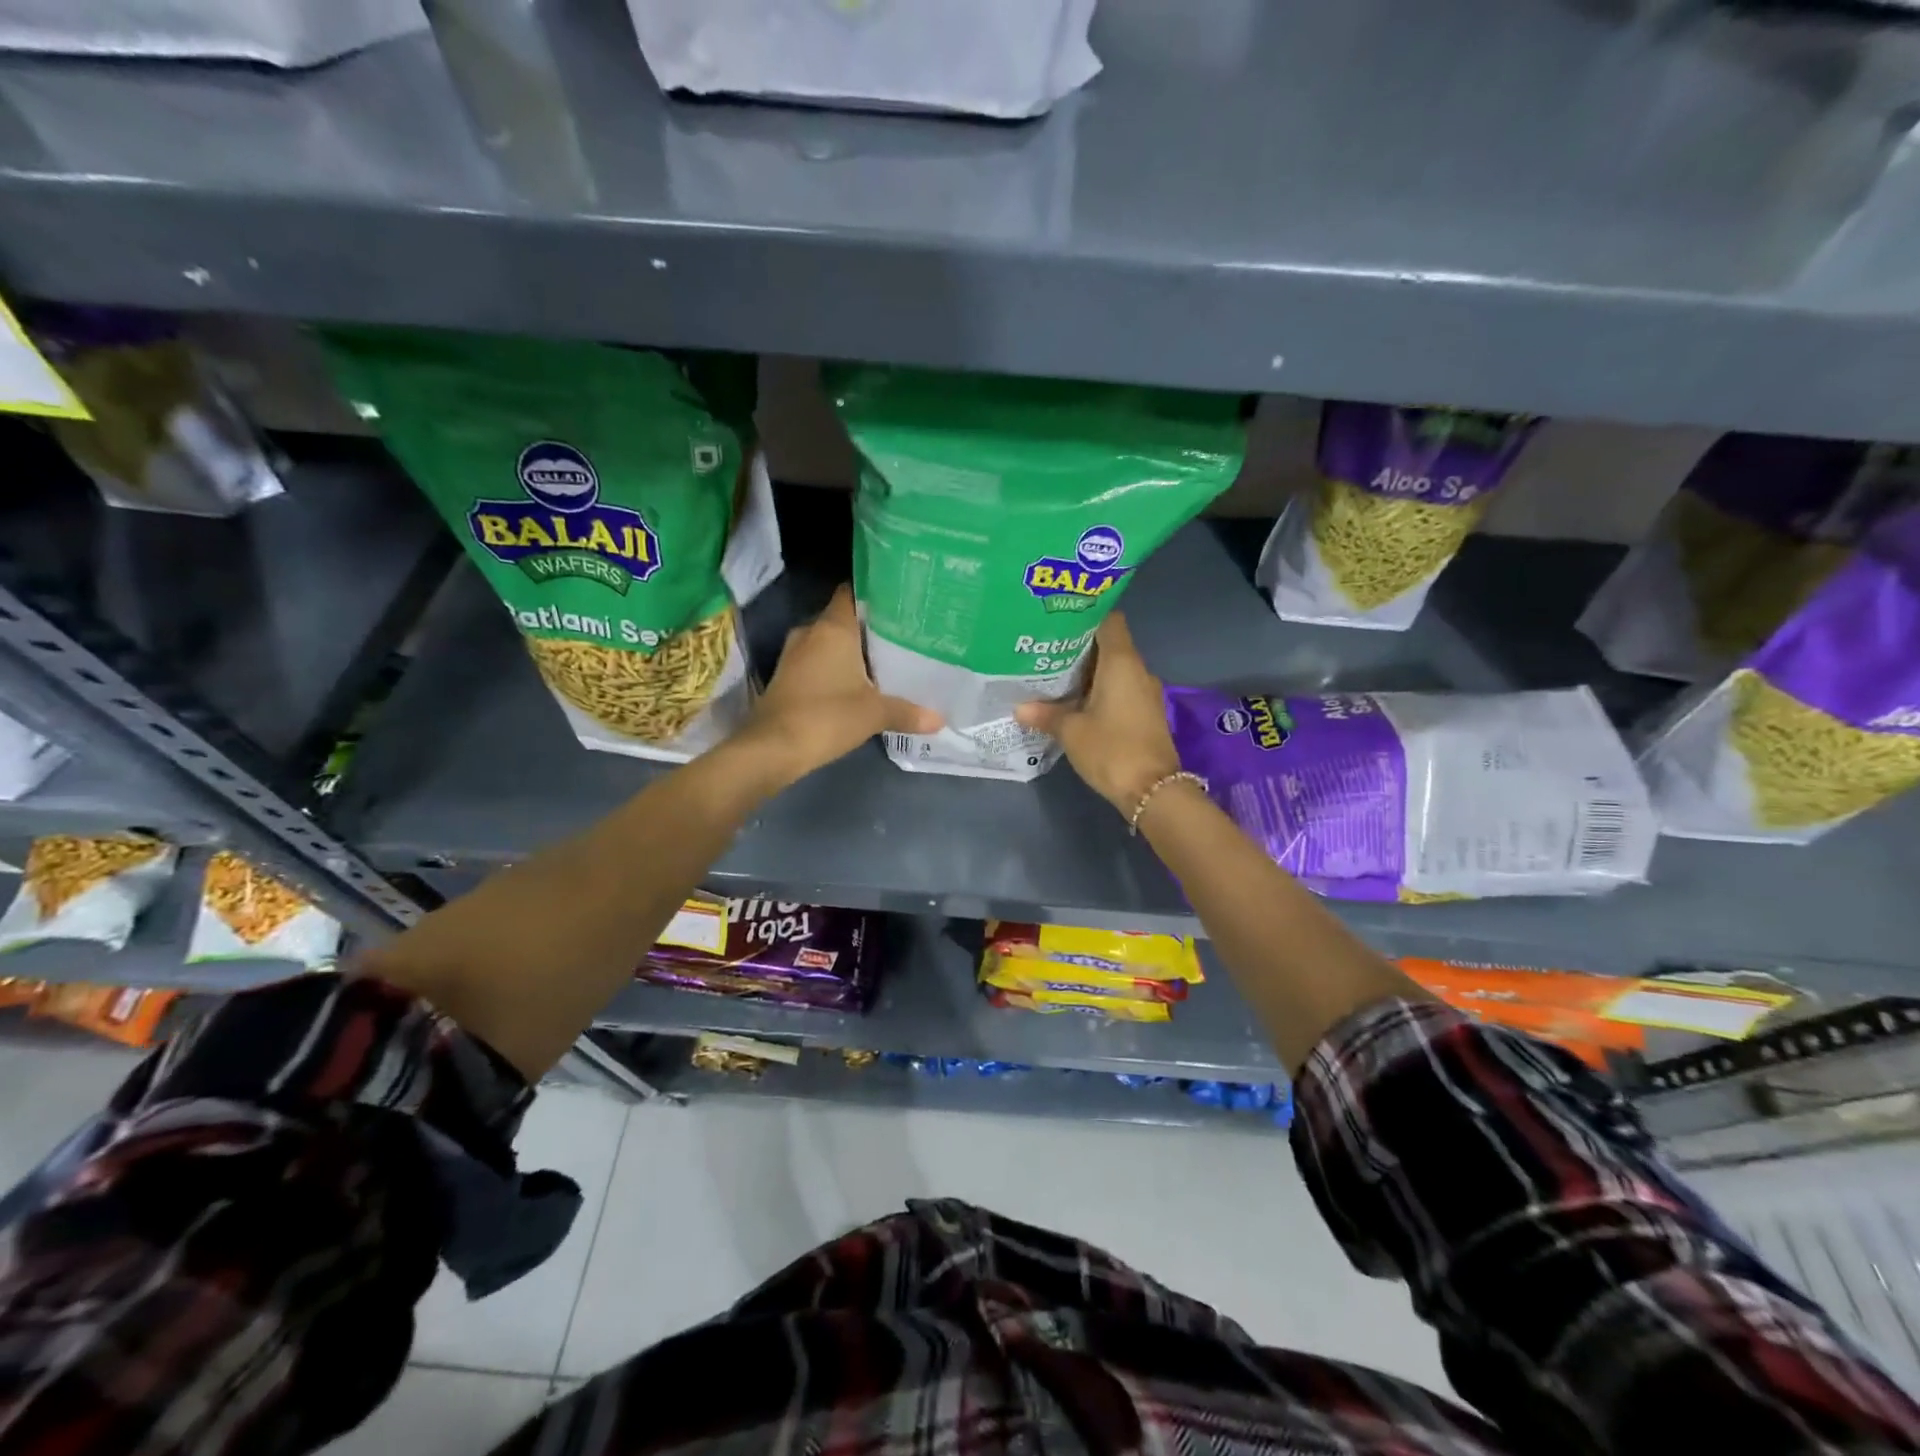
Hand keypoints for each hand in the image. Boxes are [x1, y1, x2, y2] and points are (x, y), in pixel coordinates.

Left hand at [733, 585, 941, 784]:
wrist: (772, 748)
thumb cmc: (826, 716)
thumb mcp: (875, 713)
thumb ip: (908, 711)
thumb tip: (940, 718)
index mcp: (832, 628)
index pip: (852, 592)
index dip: (875, 593)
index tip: (900, 600)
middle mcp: (810, 632)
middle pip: (843, 619)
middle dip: (869, 626)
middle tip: (902, 634)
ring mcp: (794, 655)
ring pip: (829, 642)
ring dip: (851, 650)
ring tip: (885, 658)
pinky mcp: (786, 677)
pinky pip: (817, 662)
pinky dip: (835, 668)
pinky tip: (858, 682)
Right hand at [1016, 612, 1180, 817]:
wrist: (1153, 790)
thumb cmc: (1111, 749)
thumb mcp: (1071, 731)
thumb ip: (1046, 714)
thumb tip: (1020, 708)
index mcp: (1121, 663)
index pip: (1109, 620)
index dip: (1085, 616)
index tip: (1059, 622)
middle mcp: (1137, 670)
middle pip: (1109, 645)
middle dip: (1079, 647)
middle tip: (1046, 650)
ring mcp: (1144, 693)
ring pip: (1114, 670)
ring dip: (1088, 672)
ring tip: (1054, 676)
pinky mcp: (1145, 713)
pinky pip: (1120, 690)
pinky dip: (1099, 690)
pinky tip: (1074, 702)